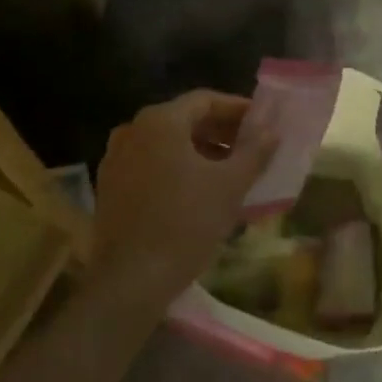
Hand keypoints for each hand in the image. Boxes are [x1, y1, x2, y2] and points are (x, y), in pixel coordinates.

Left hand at [92, 91, 278, 304]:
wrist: (130, 281)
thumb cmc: (185, 223)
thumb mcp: (230, 186)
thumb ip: (254, 152)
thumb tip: (271, 131)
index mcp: (160, 121)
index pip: (205, 100)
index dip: (237, 109)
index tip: (262, 124)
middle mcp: (133, 130)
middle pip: (184, 120)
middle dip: (220, 131)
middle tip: (250, 148)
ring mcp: (116, 158)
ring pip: (167, 144)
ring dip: (199, 151)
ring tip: (229, 171)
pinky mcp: (109, 187)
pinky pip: (150, 164)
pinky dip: (176, 169)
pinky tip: (197, 191)